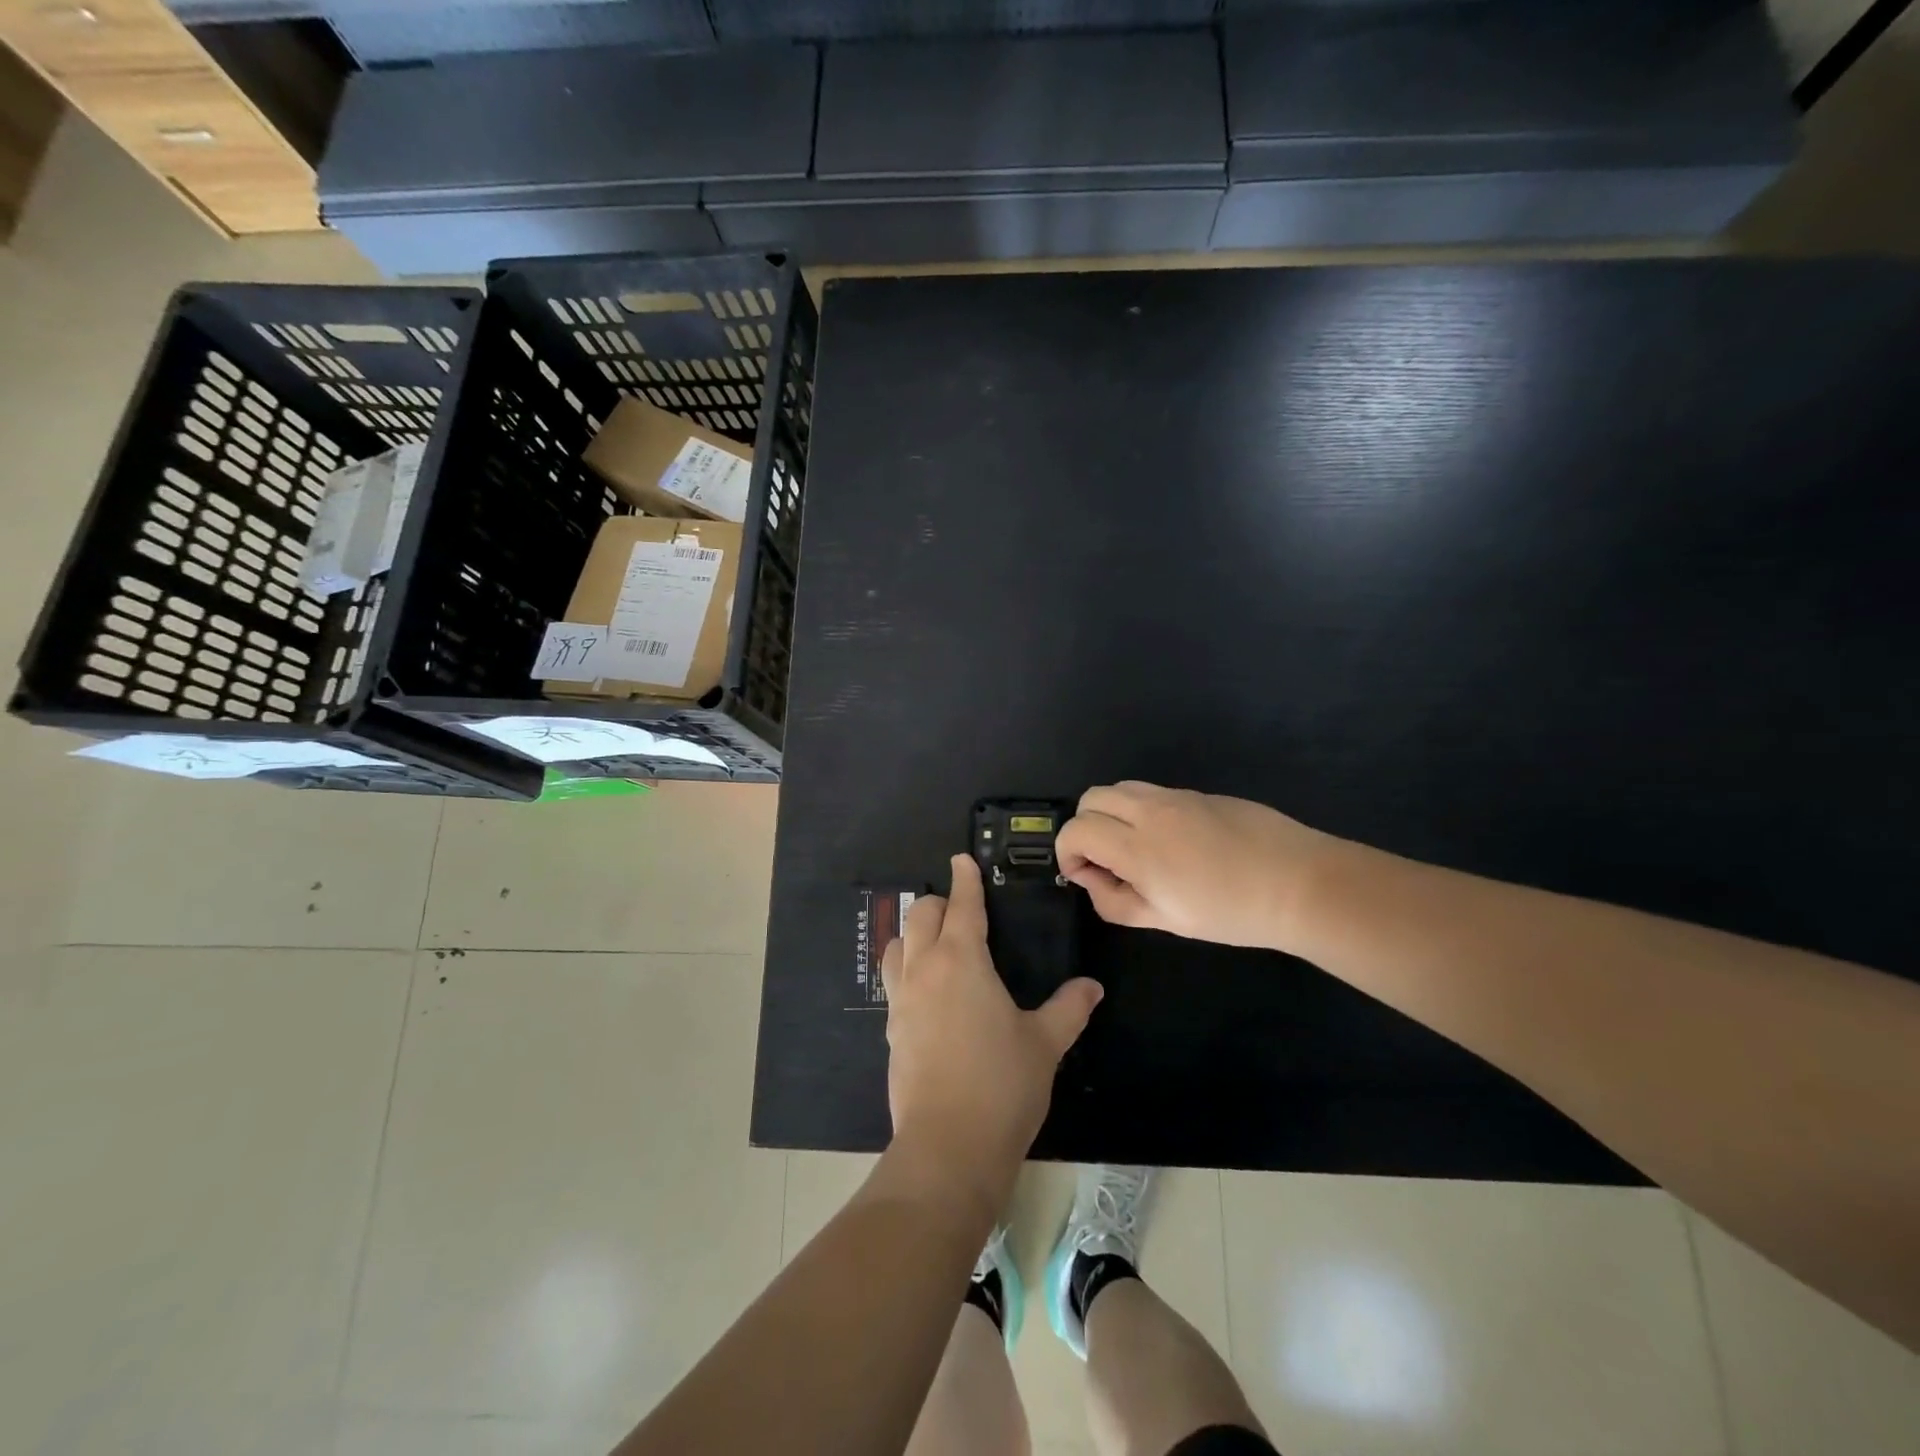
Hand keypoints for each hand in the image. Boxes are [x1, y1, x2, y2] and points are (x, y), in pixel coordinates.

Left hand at [881, 855, 1103, 1210]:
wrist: (948, 1146)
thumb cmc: (1002, 1084)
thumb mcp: (1045, 1043)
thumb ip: (1069, 1008)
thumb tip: (1092, 986)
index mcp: (962, 960)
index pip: (961, 905)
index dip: (964, 880)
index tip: (962, 860)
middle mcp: (925, 970)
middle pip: (920, 916)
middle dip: (938, 902)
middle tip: (959, 907)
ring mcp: (902, 1000)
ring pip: (897, 945)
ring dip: (913, 933)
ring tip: (934, 942)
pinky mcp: (892, 1030)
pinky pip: (894, 982)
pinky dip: (906, 970)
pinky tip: (926, 991)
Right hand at [1055, 781, 1338, 951]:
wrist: (1300, 883)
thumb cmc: (1231, 913)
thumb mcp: (1166, 920)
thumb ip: (1115, 902)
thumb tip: (1090, 880)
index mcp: (1138, 847)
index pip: (1076, 829)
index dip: (1067, 851)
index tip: (1083, 875)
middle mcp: (1150, 811)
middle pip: (1091, 798)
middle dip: (1084, 827)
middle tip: (1104, 860)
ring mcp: (1176, 796)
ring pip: (1120, 788)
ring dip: (1111, 813)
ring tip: (1133, 847)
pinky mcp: (1199, 792)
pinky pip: (1152, 792)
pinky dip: (1140, 810)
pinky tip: (1169, 841)